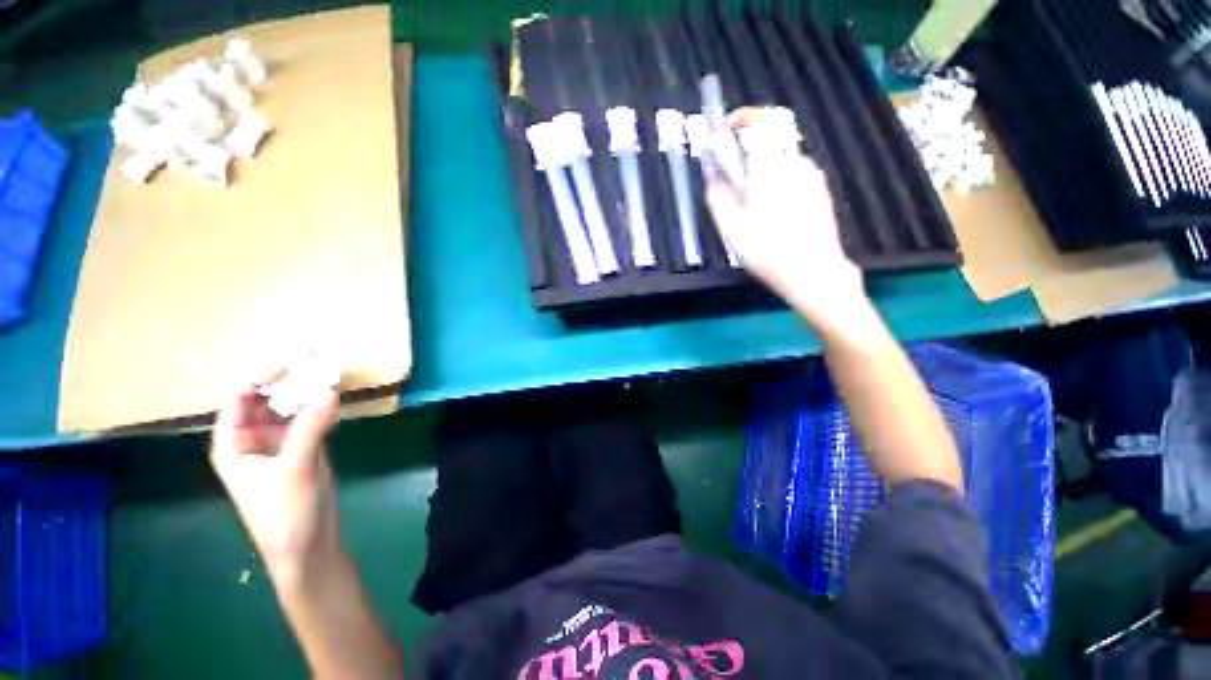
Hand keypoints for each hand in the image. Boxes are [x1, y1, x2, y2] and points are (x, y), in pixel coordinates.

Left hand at [210, 368, 341, 585]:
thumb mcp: (294, 470)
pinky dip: (322, 409)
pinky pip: (311, 421)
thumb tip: (329, 391)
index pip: (240, 399)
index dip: (261, 377)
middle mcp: (254, 439)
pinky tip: (336, 400)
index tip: (293, 361)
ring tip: (330, 375)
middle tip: (317, 362)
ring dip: (308, 393)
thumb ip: (310, 429)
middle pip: (267, 400)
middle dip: (288, 381)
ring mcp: (281, 444)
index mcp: (233, 444)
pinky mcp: (305, 450)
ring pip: (291, 409)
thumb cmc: (284, 514)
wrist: (307, 547)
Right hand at [706, 108, 865, 325]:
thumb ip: (717, 195)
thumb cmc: (767, 251)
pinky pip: (794, 172)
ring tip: (752, 204)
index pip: (760, 121)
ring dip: (763, 168)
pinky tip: (773, 211)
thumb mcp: (731, 228)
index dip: (740, 118)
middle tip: (734, 178)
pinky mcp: (820, 189)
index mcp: (771, 167)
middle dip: (748, 149)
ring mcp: (812, 175)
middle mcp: (796, 162)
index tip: (724, 130)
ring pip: (782, 157)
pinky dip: (778, 180)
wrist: (815, 272)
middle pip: (770, 138)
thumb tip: (711, 173)